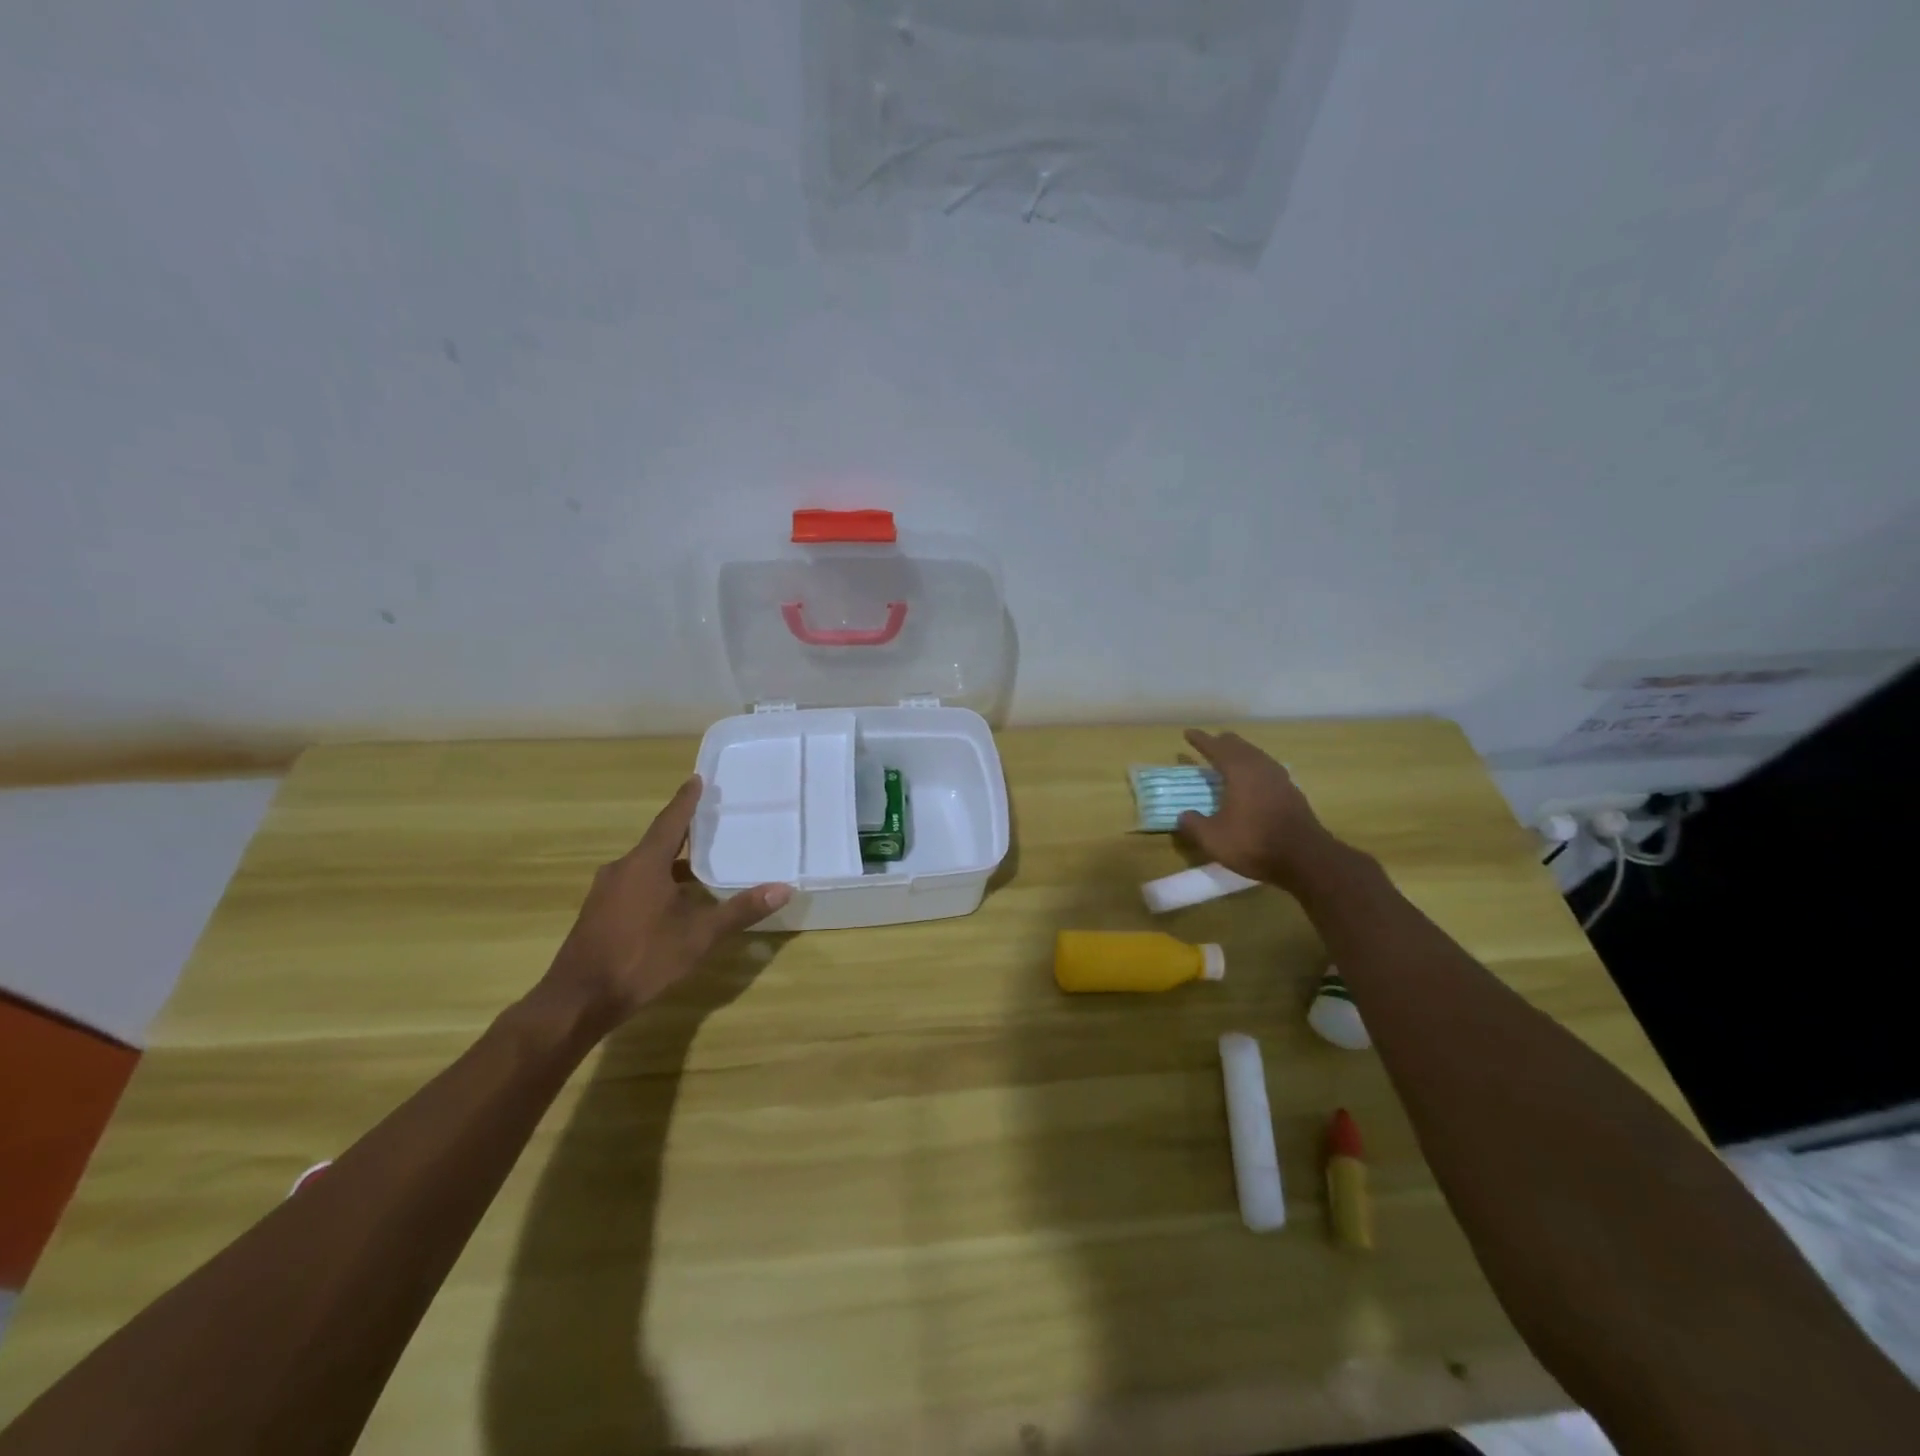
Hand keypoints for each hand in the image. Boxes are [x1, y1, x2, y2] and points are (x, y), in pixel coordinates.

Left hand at [532, 776, 791, 1036]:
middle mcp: (622, 869)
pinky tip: (674, 900)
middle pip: (658, 841)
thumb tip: (783, 889)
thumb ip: (740, 910)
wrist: (578, 1000)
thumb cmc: (641, 958)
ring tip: (701, 862)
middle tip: (712, 822)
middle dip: (685, 832)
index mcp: (645, 864)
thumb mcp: (699, 936)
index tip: (697, 779)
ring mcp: (606, 892)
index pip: (671, 821)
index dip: (686, 800)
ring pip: (645, 866)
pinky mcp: (599, 914)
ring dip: (672, 861)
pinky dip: (658, 882)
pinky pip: (634, 884)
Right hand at [1176, 729, 1345, 891]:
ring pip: (1257, 756)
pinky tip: (1254, 780)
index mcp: (1239, 771)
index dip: (1200, 740)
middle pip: (1239, 746)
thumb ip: (1193, 824)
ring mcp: (1280, 779)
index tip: (1188, 732)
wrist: (1306, 859)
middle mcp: (1260, 768)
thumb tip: (1183, 815)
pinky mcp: (1292, 793)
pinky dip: (1255, 767)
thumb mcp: (1212, 838)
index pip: (1216, 748)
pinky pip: (1268, 770)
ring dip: (1241, 754)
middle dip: (1223, 743)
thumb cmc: (1254, 843)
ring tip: (1231, 758)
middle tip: (1211, 743)